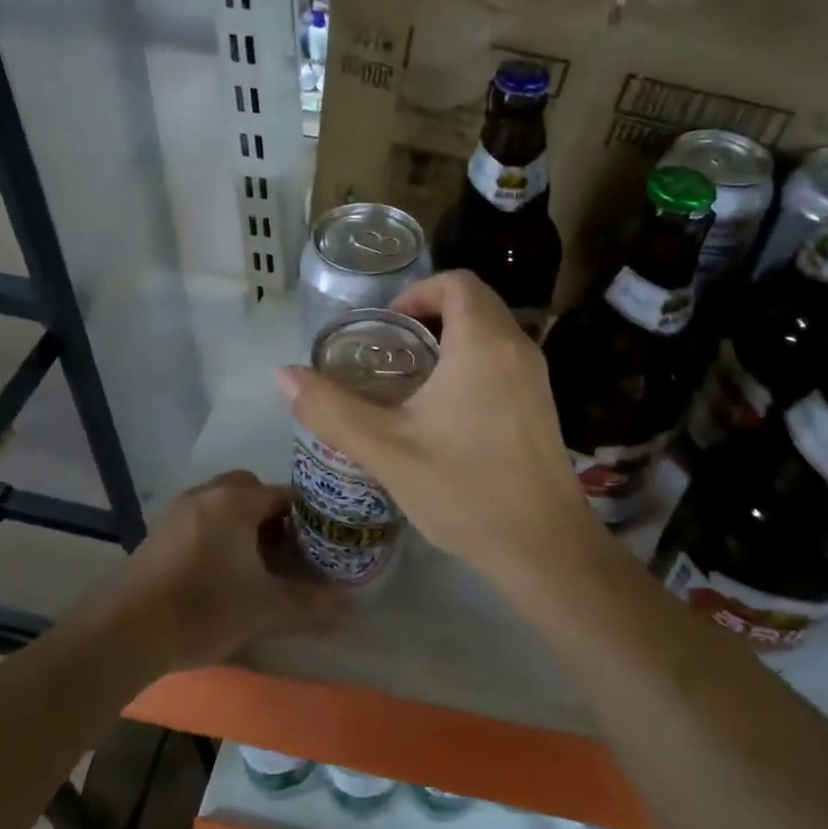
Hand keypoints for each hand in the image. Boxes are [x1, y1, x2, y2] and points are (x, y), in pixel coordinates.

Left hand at [122, 472, 345, 669]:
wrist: (127, 632)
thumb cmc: (205, 609)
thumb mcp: (266, 609)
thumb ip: (310, 606)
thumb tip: (351, 612)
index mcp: (236, 501)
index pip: (284, 494)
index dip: (306, 517)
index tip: (319, 543)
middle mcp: (207, 495)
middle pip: (250, 490)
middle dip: (271, 515)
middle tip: (285, 551)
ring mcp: (178, 512)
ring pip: (222, 504)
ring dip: (242, 524)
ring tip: (255, 564)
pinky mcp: (158, 534)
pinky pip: (200, 520)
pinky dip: (217, 535)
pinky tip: (220, 573)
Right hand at [274, 271, 601, 586]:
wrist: (544, 547)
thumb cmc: (465, 490)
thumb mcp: (386, 449)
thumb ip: (331, 408)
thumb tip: (283, 374)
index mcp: (483, 344)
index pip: (456, 282)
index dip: (416, 293)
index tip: (386, 327)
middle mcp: (517, 348)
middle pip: (475, 302)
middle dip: (430, 316)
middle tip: (390, 353)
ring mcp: (537, 378)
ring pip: (491, 333)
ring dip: (452, 341)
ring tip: (412, 382)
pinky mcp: (543, 406)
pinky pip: (504, 361)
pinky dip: (473, 364)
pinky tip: (446, 413)